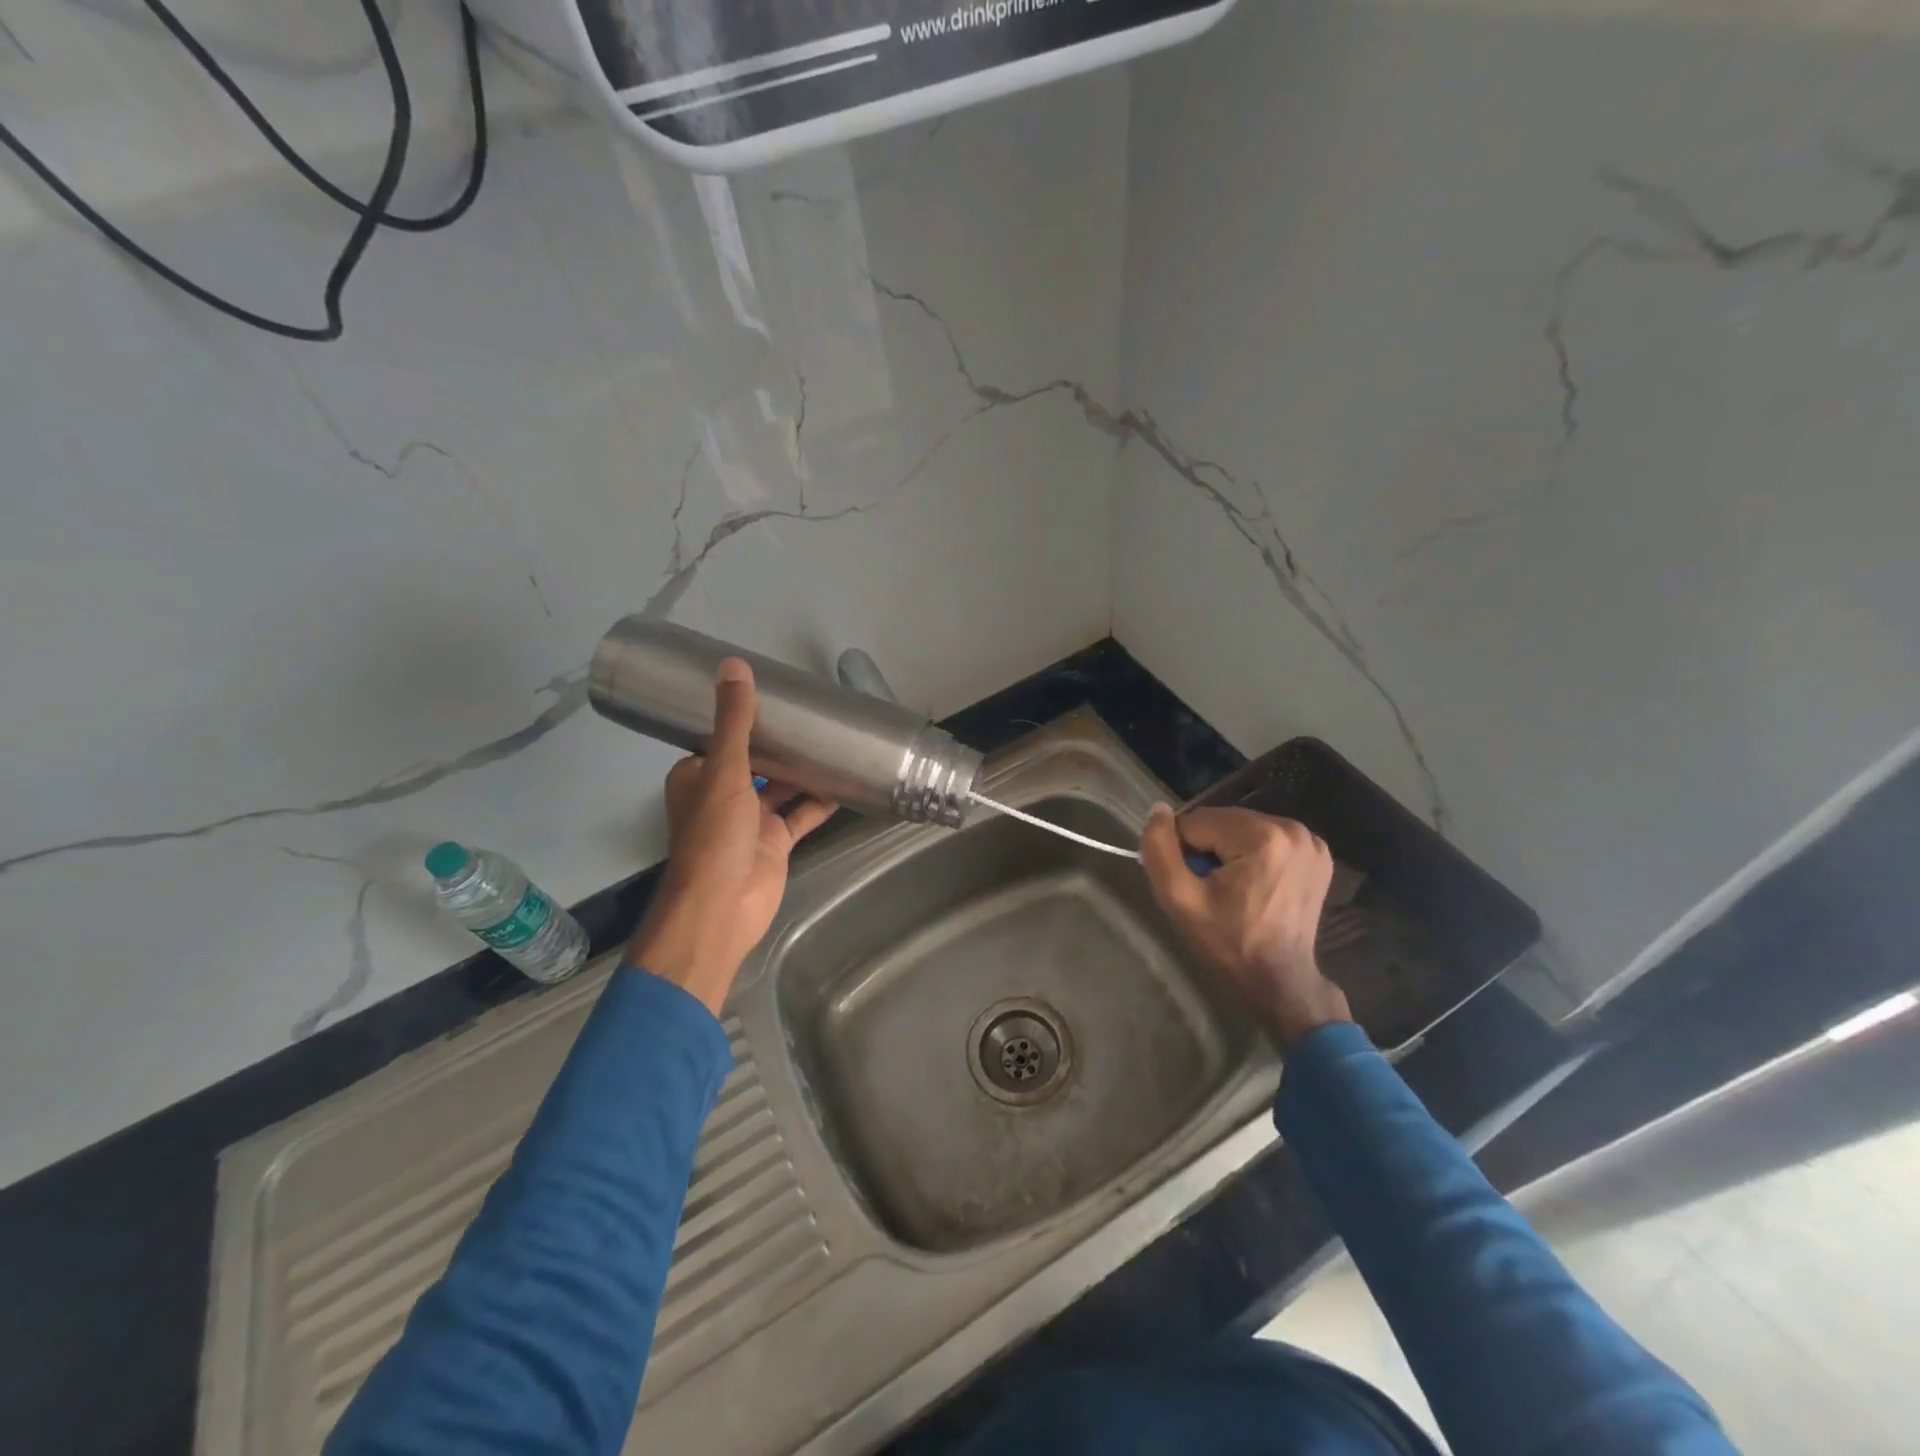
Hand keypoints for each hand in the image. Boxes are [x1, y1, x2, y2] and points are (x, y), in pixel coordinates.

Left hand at [627, 658, 837, 1014]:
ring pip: (781, 787)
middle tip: (812, 713)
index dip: (743, 717)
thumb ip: (734, 722)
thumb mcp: (724, 771)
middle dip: (780, 742)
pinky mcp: (775, 842)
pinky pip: (801, 814)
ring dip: (802, 769)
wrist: (723, 906)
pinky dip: (820, 801)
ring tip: (834, 740)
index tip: (772, 694)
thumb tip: (734, 666)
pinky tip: (846, 782)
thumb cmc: (714, 835)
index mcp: (698, 776)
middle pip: (755, 761)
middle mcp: (723, 795)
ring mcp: (751, 820)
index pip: (720, 738)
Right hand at [1138, 804, 1351, 1049]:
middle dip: (1208, 848)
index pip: (1197, 822)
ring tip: (1233, 888)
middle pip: (1222, 821)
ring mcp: (1309, 840)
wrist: (1279, 978)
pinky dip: (1253, 854)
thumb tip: (1157, 809)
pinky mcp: (1317, 851)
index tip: (1194, 884)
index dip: (1184, 852)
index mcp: (1262, 837)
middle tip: (1211, 888)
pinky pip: (1266, 837)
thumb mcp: (1179, 899)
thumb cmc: (1228, 941)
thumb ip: (1159, 850)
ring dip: (1229, 850)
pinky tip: (1256, 883)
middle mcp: (1292, 828)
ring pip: (1241, 827)